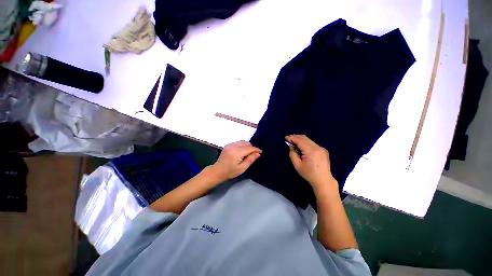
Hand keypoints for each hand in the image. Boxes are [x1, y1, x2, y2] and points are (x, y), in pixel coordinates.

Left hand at [208, 141, 261, 181]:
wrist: (217, 171)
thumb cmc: (230, 172)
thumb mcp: (242, 168)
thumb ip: (250, 160)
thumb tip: (258, 154)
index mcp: (236, 152)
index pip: (249, 148)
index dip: (256, 149)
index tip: (261, 152)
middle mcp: (233, 146)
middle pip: (246, 143)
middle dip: (252, 147)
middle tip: (254, 154)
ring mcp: (230, 145)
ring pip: (242, 142)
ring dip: (247, 146)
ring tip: (248, 153)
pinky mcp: (228, 145)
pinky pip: (238, 143)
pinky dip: (242, 145)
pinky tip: (242, 152)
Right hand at [286, 135, 337, 190]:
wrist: (323, 181)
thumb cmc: (308, 174)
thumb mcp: (297, 165)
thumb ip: (292, 154)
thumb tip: (290, 145)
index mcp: (311, 151)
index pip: (300, 140)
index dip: (292, 138)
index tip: (286, 138)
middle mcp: (318, 147)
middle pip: (304, 138)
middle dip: (295, 137)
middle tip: (288, 139)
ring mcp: (322, 148)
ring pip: (309, 140)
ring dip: (300, 140)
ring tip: (294, 143)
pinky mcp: (324, 150)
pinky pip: (312, 143)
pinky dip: (305, 143)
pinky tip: (302, 147)